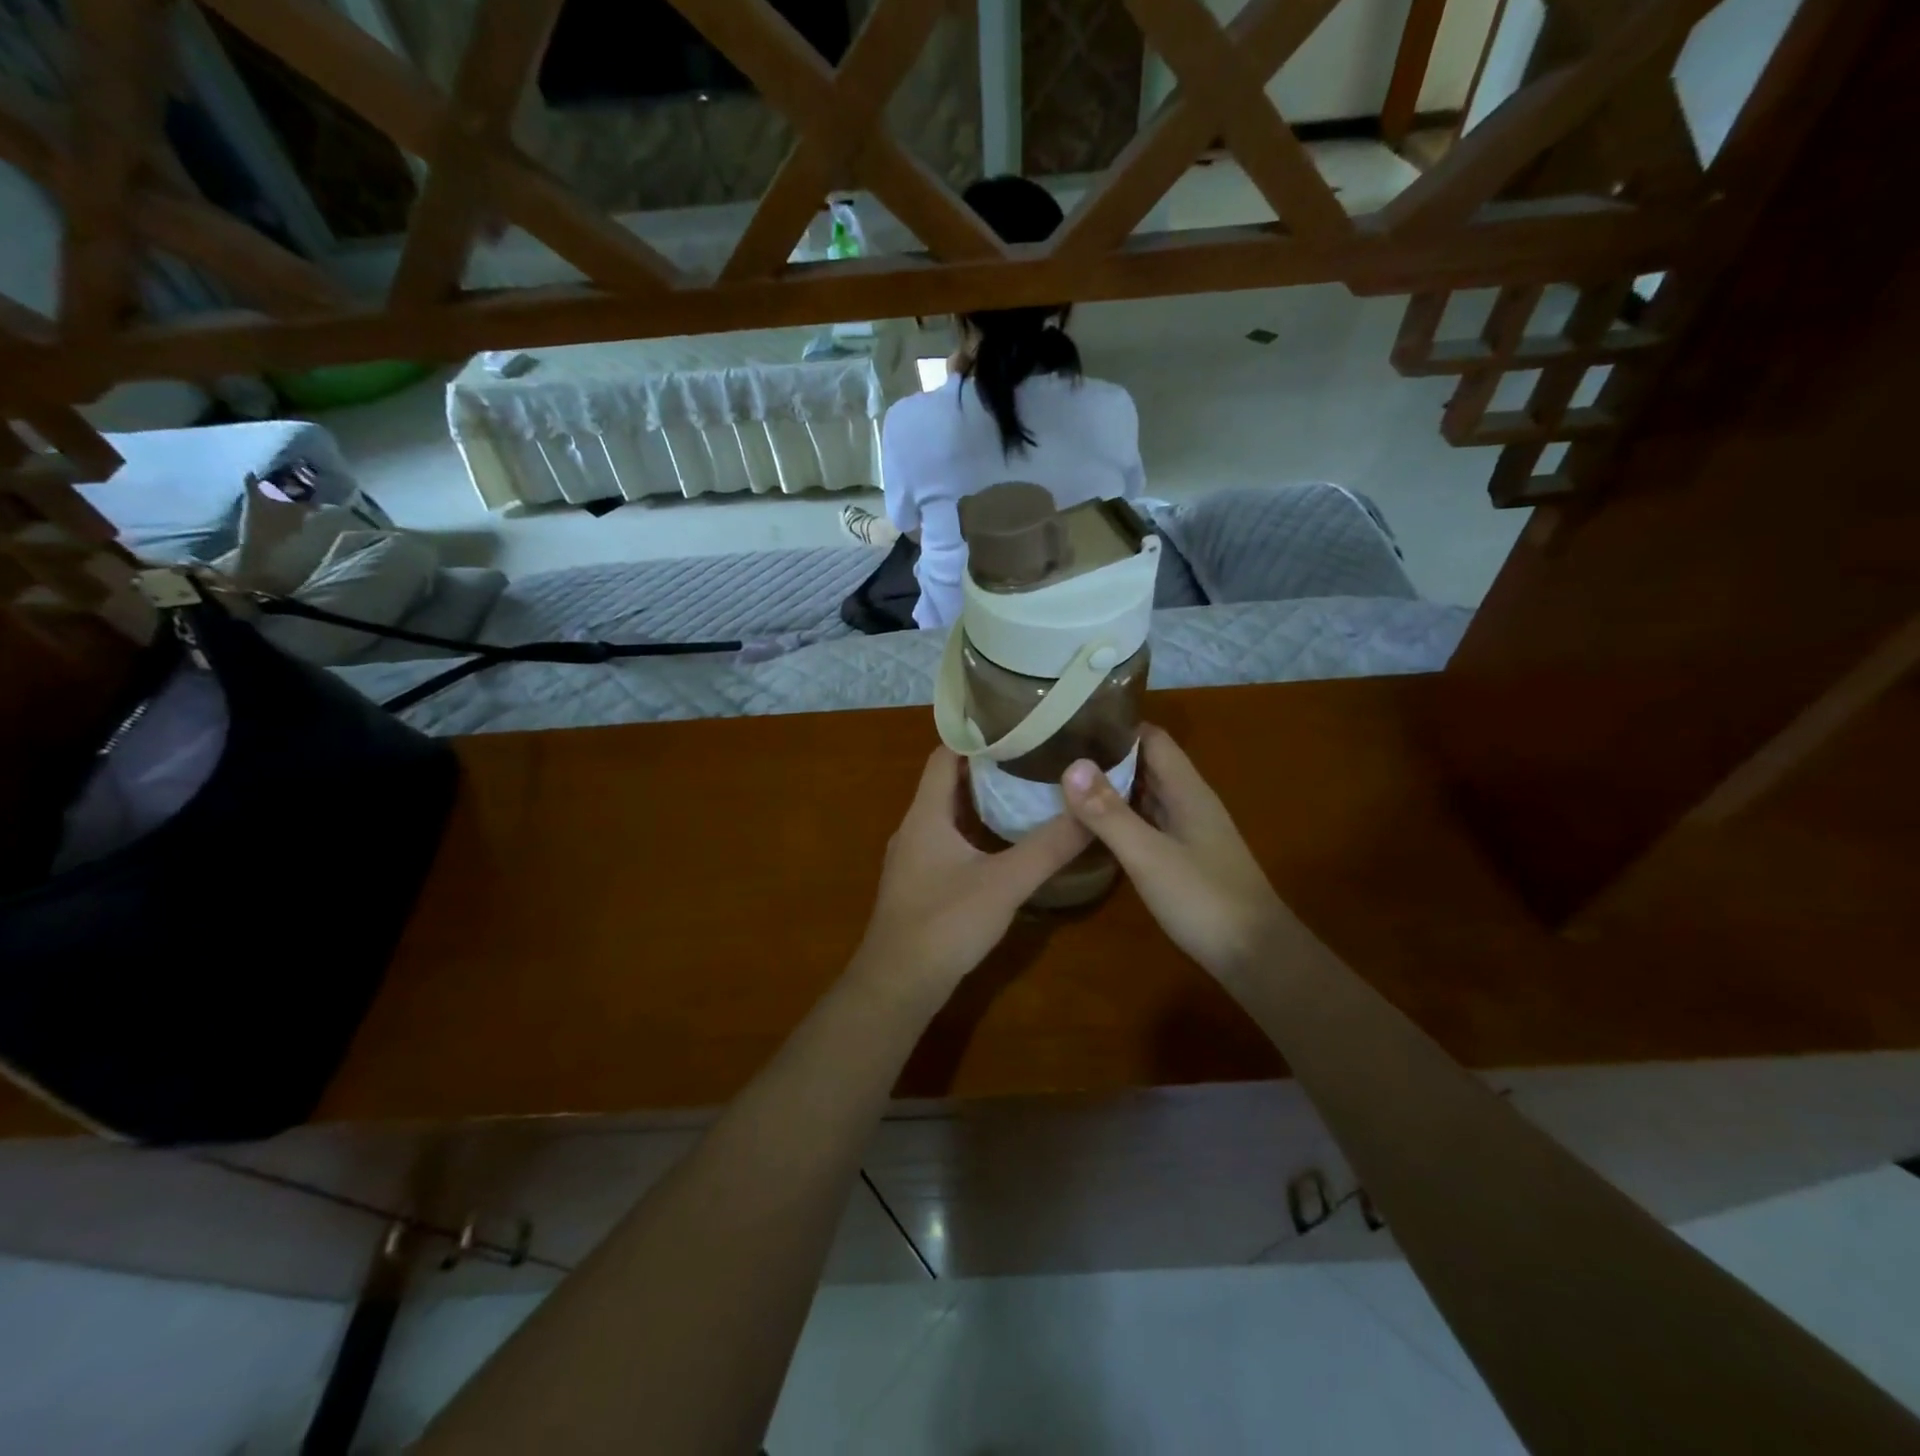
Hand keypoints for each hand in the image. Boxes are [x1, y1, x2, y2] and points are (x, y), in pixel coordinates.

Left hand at [855, 748, 1089, 996]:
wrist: (898, 985)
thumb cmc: (945, 923)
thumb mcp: (1005, 882)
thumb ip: (1050, 847)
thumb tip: (1090, 810)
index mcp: (926, 814)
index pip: (944, 755)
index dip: (975, 737)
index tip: (1015, 727)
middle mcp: (913, 828)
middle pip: (947, 782)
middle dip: (986, 768)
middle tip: (1031, 757)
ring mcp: (912, 858)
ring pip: (946, 814)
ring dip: (979, 801)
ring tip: (1023, 792)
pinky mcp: (918, 883)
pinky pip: (946, 841)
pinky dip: (973, 831)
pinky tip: (1002, 844)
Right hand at [1061, 725, 1286, 981]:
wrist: (1256, 958)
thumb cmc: (1204, 899)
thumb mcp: (1148, 855)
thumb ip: (1109, 813)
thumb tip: (1071, 765)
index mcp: (1187, 791)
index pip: (1152, 739)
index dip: (1116, 728)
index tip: (1073, 724)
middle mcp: (1189, 803)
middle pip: (1147, 765)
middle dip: (1106, 757)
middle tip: (1056, 753)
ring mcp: (1188, 832)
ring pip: (1145, 796)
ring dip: (1110, 788)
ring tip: (1063, 783)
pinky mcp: (1184, 858)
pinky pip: (1146, 824)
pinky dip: (1120, 818)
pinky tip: (1091, 827)